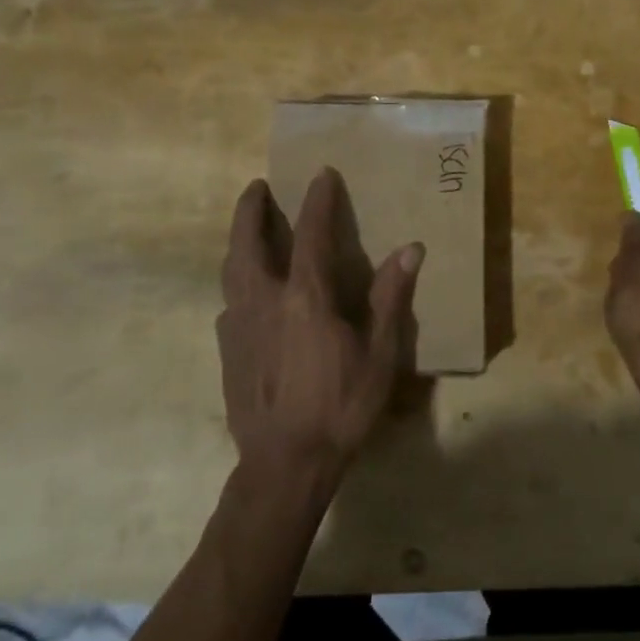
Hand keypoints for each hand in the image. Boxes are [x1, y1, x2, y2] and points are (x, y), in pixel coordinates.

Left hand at [217, 168, 423, 488]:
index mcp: (304, 298)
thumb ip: (390, 298)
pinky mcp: (227, 352)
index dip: (317, 201)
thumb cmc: (340, 408)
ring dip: (238, 242)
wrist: (284, 466)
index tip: (321, 174)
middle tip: (257, 187)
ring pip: (230, 271)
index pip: (310, 235)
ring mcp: (239, 327)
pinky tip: (247, 294)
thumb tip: (411, 249)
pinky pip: (229, 303)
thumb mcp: (379, 355)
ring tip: (246, 229)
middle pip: (247, 243)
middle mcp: (264, 302)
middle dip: (250, 210)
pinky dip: (237, 283)